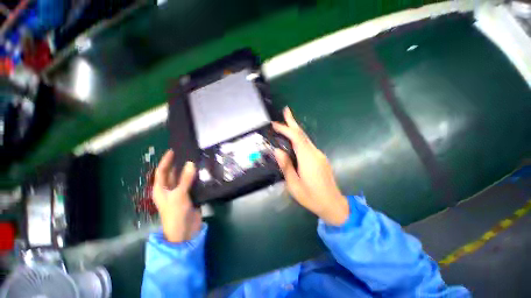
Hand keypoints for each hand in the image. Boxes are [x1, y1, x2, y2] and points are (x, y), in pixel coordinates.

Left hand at [152, 150, 201, 242]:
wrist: (184, 231)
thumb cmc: (175, 213)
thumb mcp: (179, 194)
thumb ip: (185, 179)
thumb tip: (190, 163)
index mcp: (161, 189)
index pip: (161, 171)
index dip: (166, 161)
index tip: (173, 150)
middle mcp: (169, 189)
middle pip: (173, 174)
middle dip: (178, 164)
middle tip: (188, 153)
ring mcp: (180, 193)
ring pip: (184, 178)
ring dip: (189, 171)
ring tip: (197, 160)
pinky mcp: (190, 196)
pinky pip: (192, 184)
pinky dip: (196, 178)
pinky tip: (203, 172)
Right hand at [273, 107, 349, 225]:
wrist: (333, 204)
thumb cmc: (311, 197)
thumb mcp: (294, 184)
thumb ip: (286, 166)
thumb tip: (277, 150)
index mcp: (308, 159)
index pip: (296, 138)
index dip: (286, 129)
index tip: (275, 124)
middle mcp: (315, 153)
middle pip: (303, 134)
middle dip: (293, 122)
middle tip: (286, 111)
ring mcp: (319, 155)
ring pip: (305, 139)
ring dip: (295, 130)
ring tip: (285, 124)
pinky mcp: (320, 159)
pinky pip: (307, 145)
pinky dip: (299, 139)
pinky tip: (292, 140)